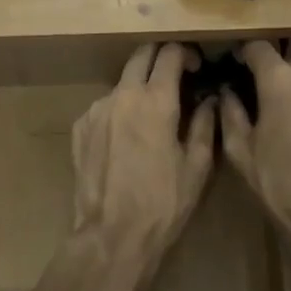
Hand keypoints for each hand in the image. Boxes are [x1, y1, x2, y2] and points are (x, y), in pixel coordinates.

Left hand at [72, 44, 215, 266]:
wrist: (111, 238)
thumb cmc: (163, 203)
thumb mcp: (197, 166)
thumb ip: (206, 124)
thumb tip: (210, 99)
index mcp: (156, 99)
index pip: (170, 53)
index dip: (185, 53)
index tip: (195, 66)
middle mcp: (124, 94)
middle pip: (141, 54)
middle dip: (160, 57)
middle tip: (174, 75)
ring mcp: (98, 108)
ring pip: (122, 81)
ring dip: (139, 86)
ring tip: (150, 115)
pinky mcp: (81, 126)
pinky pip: (105, 106)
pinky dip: (119, 110)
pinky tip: (126, 138)